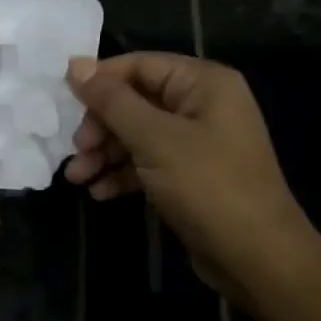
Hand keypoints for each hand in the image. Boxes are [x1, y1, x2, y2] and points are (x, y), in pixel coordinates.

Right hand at [63, 54, 318, 303]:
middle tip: (77, 152)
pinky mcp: (188, 175)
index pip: (139, 65)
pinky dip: (122, 174)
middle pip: (134, 101)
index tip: (64, 105)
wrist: (256, 257)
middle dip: (100, 127)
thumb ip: (112, 100)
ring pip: (136, 135)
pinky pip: (146, 162)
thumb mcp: (154, 138)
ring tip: (77, 178)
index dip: (99, 82)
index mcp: (203, 83)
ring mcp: (196, 142)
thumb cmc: (207, 186)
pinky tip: (99, 192)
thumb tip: (74, 64)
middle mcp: (201, 105)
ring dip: (104, 154)